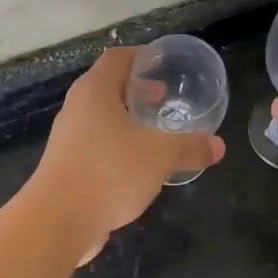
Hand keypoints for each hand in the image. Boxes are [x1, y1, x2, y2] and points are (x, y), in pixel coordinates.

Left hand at [32, 47, 225, 264]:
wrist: (58, 221)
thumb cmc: (110, 171)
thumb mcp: (160, 156)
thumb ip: (190, 147)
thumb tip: (218, 146)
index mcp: (95, 92)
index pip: (117, 59)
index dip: (142, 57)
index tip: (165, 64)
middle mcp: (76, 110)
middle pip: (108, 88)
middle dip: (137, 92)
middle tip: (165, 98)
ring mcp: (68, 141)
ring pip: (102, 121)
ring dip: (128, 123)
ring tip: (156, 133)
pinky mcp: (67, 169)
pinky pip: (97, 149)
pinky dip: (119, 149)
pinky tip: (139, 167)